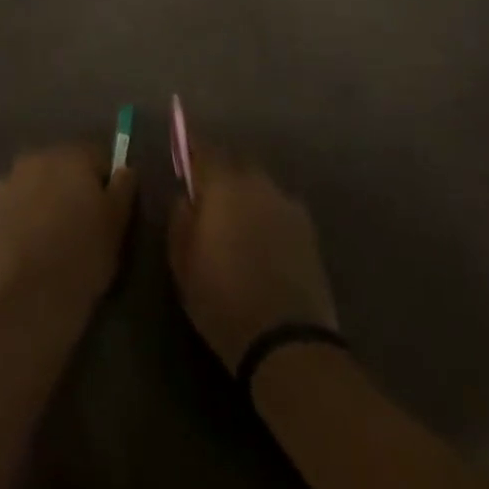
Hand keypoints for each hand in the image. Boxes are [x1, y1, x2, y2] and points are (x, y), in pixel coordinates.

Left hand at [0, 145, 136, 336]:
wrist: (30, 300)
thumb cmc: (83, 257)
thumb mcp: (117, 223)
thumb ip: (124, 187)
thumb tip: (125, 168)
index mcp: (70, 156)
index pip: (97, 156)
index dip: (106, 182)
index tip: (110, 210)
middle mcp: (35, 158)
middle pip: (63, 165)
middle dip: (73, 186)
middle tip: (83, 223)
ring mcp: (8, 182)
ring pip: (37, 183)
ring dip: (47, 198)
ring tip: (55, 235)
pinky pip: (16, 203)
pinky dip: (24, 214)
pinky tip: (32, 243)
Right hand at [168, 146, 338, 370]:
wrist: (287, 341)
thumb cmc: (222, 299)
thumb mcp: (182, 262)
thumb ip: (180, 218)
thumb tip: (186, 196)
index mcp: (223, 185)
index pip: (204, 149)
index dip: (191, 147)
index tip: (183, 150)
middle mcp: (257, 184)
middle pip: (235, 163)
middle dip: (220, 172)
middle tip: (207, 194)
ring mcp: (286, 204)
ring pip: (259, 185)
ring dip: (246, 194)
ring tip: (236, 222)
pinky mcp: (308, 229)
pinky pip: (279, 207)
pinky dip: (267, 214)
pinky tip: (262, 241)